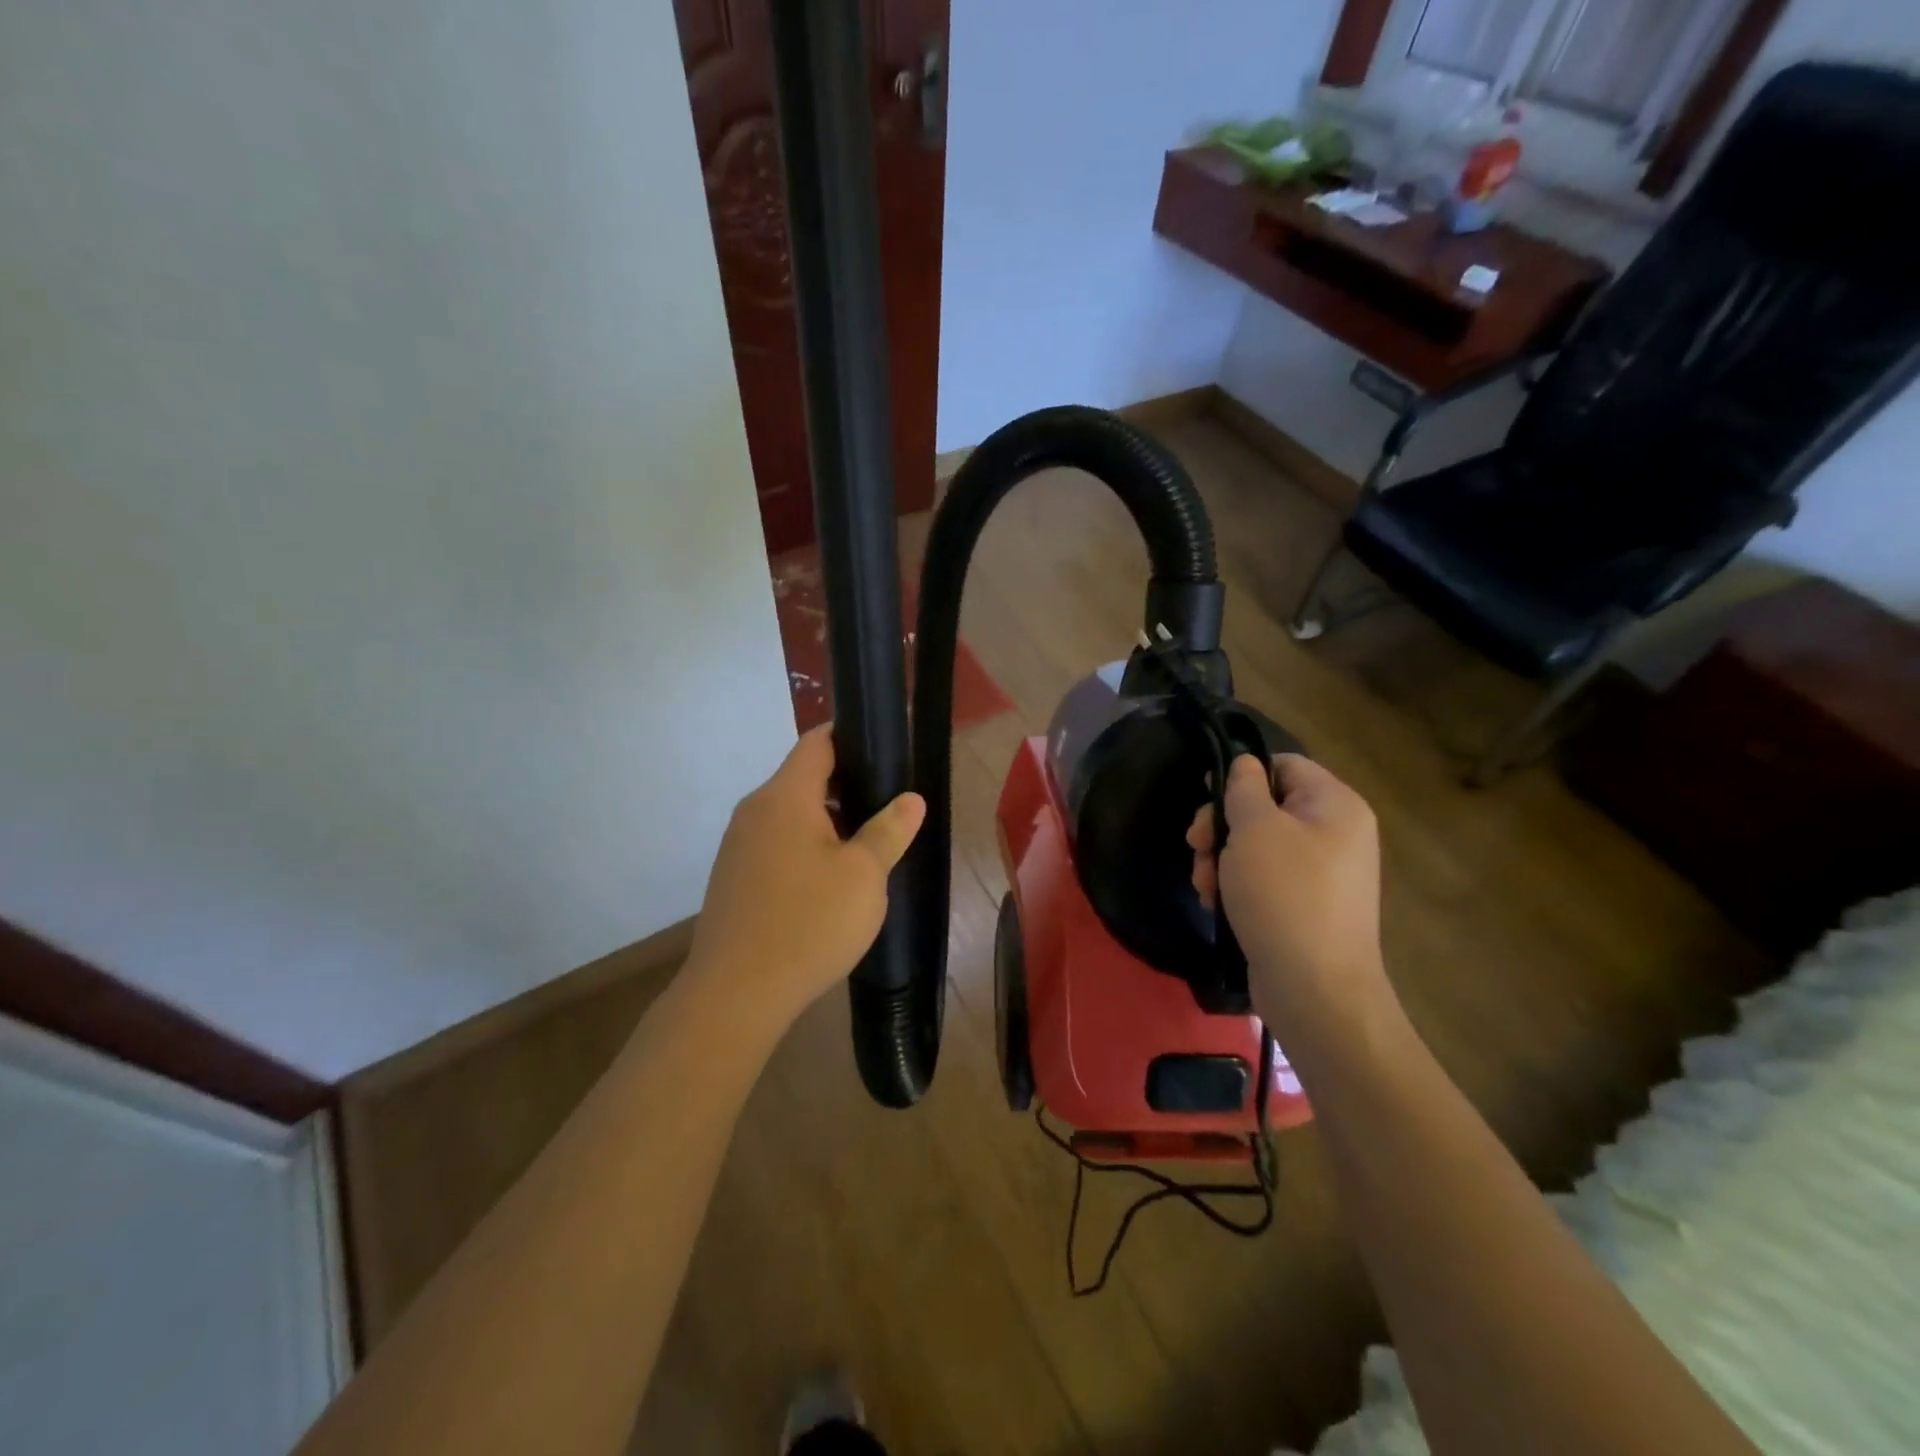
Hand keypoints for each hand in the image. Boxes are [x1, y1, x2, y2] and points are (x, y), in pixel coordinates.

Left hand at [686, 725, 925, 1029]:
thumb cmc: (808, 923)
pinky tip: (828, 881)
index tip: (885, 749)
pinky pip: (776, 843)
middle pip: (804, 777)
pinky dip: (805, 846)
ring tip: (865, 844)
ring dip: (827, 820)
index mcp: (785, 796)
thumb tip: (911, 799)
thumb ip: (889, 830)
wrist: (735, 994)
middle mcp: (755, 810)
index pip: (818, 742)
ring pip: (790, 814)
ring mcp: (738, 845)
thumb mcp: (864, 876)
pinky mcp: (733, 877)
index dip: (852, 737)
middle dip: (847, 784)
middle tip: (887, 805)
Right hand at [1189, 754, 1389, 1031]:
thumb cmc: (1284, 894)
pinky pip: (1265, 878)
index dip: (1241, 774)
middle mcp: (1336, 833)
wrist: (1315, 988)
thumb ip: (1244, 787)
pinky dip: (1236, 885)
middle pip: (1265, 807)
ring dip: (1221, 859)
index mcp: (1335, 805)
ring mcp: (1322, 873)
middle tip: (1195, 846)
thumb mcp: (1255, 829)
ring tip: (1204, 885)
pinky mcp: (1305, 905)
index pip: (1283, 765)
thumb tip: (1245, 764)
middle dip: (1222, 826)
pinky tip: (1216, 903)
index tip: (1206, 796)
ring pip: (1257, 845)